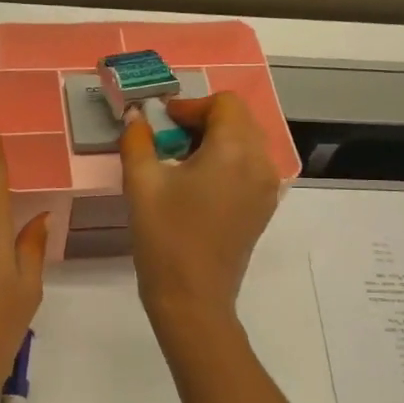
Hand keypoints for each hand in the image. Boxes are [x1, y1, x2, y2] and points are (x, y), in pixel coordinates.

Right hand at [119, 93, 281, 335]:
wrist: (193, 299)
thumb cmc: (165, 238)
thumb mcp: (141, 184)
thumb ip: (137, 141)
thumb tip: (136, 118)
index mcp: (235, 150)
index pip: (224, 103)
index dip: (191, 105)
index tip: (163, 122)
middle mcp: (260, 163)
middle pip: (239, 120)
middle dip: (203, 120)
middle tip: (169, 138)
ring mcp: (267, 188)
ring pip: (246, 143)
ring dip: (216, 140)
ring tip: (181, 161)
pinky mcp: (263, 208)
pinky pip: (250, 167)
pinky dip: (227, 162)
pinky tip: (198, 184)